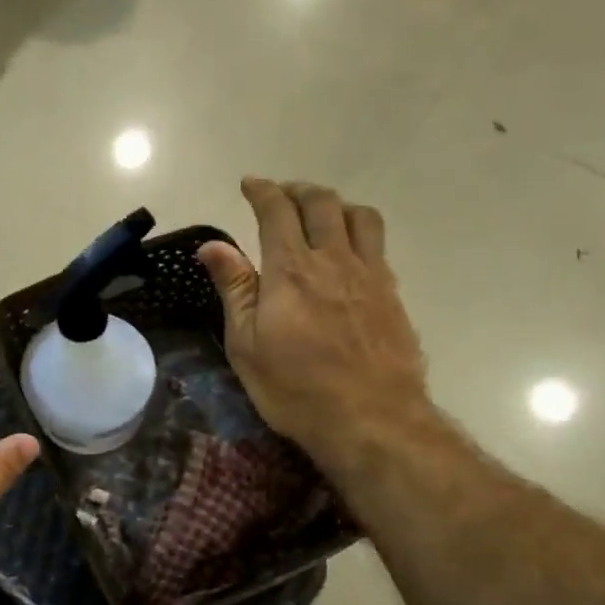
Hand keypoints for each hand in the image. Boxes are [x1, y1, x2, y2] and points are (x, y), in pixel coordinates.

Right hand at [198, 178, 428, 475]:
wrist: (372, 419)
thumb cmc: (296, 389)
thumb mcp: (247, 345)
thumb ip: (234, 289)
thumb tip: (211, 245)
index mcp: (291, 270)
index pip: (276, 211)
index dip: (262, 191)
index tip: (250, 184)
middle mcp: (334, 260)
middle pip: (321, 203)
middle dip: (298, 190)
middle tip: (281, 195)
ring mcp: (370, 275)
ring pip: (359, 216)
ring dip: (336, 204)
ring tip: (321, 215)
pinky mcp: (392, 294)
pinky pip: (378, 245)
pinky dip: (359, 233)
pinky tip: (350, 253)